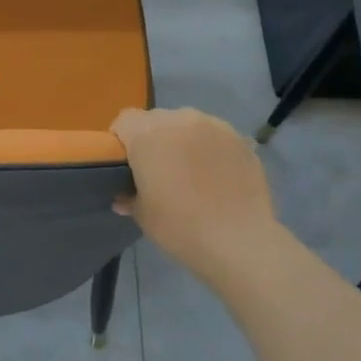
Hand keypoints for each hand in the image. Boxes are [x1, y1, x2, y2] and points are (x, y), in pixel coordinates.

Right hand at [112, 108, 283, 286]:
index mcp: (148, 135)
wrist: (239, 241)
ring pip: (187, 124)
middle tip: (157, 169)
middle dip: (153, 138)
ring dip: (182, 140)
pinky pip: (214, 136)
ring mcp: (214, 126)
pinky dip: (209, 148)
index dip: (121, 139)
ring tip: (190, 171)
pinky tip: (215, 175)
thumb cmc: (180, 227)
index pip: (125, 120)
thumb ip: (129, 197)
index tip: (126, 163)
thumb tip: (124, 196)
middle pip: (156, 119)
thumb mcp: (143, 215)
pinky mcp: (239, 138)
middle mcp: (180, 120)